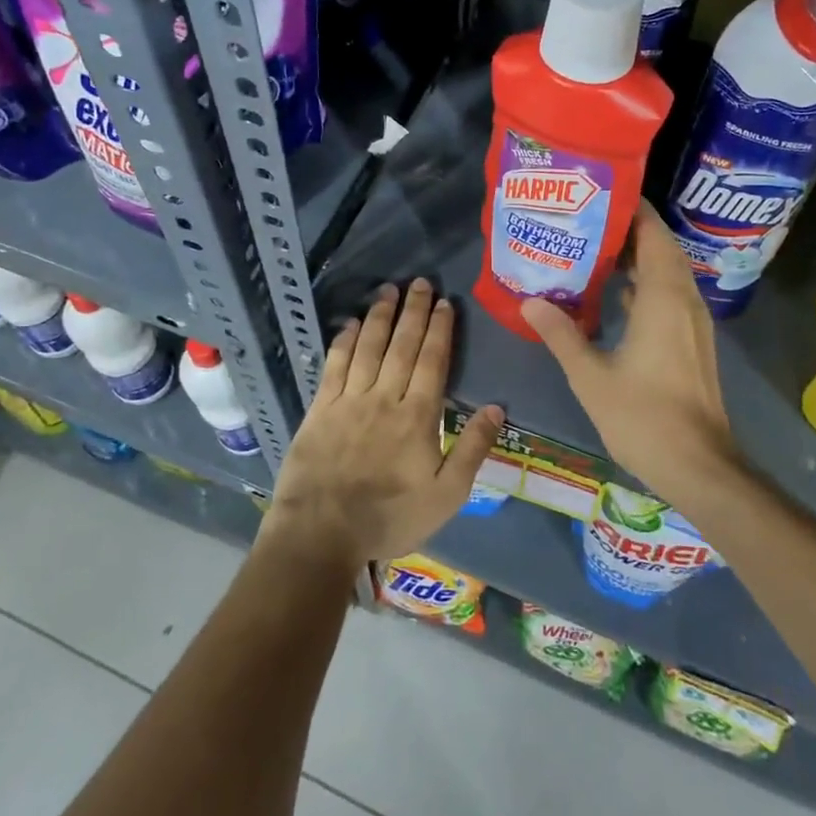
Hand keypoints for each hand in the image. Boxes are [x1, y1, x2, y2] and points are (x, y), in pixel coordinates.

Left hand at [265, 279, 502, 568]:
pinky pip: (334, 365)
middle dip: (413, 311)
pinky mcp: (320, 409)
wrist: (322, 533)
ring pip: (368, 347)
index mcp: (418, 416)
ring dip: (380, 316)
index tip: (445, 302)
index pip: (432, 361)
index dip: (440, 329)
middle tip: (419, 282)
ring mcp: (349, 400)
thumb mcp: (446, 495)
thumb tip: (496, 407)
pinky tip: (350, 323)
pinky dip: (344, 341)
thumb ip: (472, 449)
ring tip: (388, 290)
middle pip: (402, 345)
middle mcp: (384, 397)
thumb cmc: (390, 517)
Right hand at [521, 203, 740, 508]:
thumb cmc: (644, 417)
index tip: (601, 193)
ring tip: (595, 247)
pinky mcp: (692, 341)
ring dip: (638, 256)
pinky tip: (615, 293)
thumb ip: (561, 334)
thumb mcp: (591, 376)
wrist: (699, 466)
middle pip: (662, 248)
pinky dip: (646, 284)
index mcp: (664, 298)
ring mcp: (693, 322)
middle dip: (630, 229)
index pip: (654, 234)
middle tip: (587, 217)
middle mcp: (684, 300)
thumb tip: (530, 299)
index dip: (633, 210)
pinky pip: (670, 295)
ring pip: (668, 272)